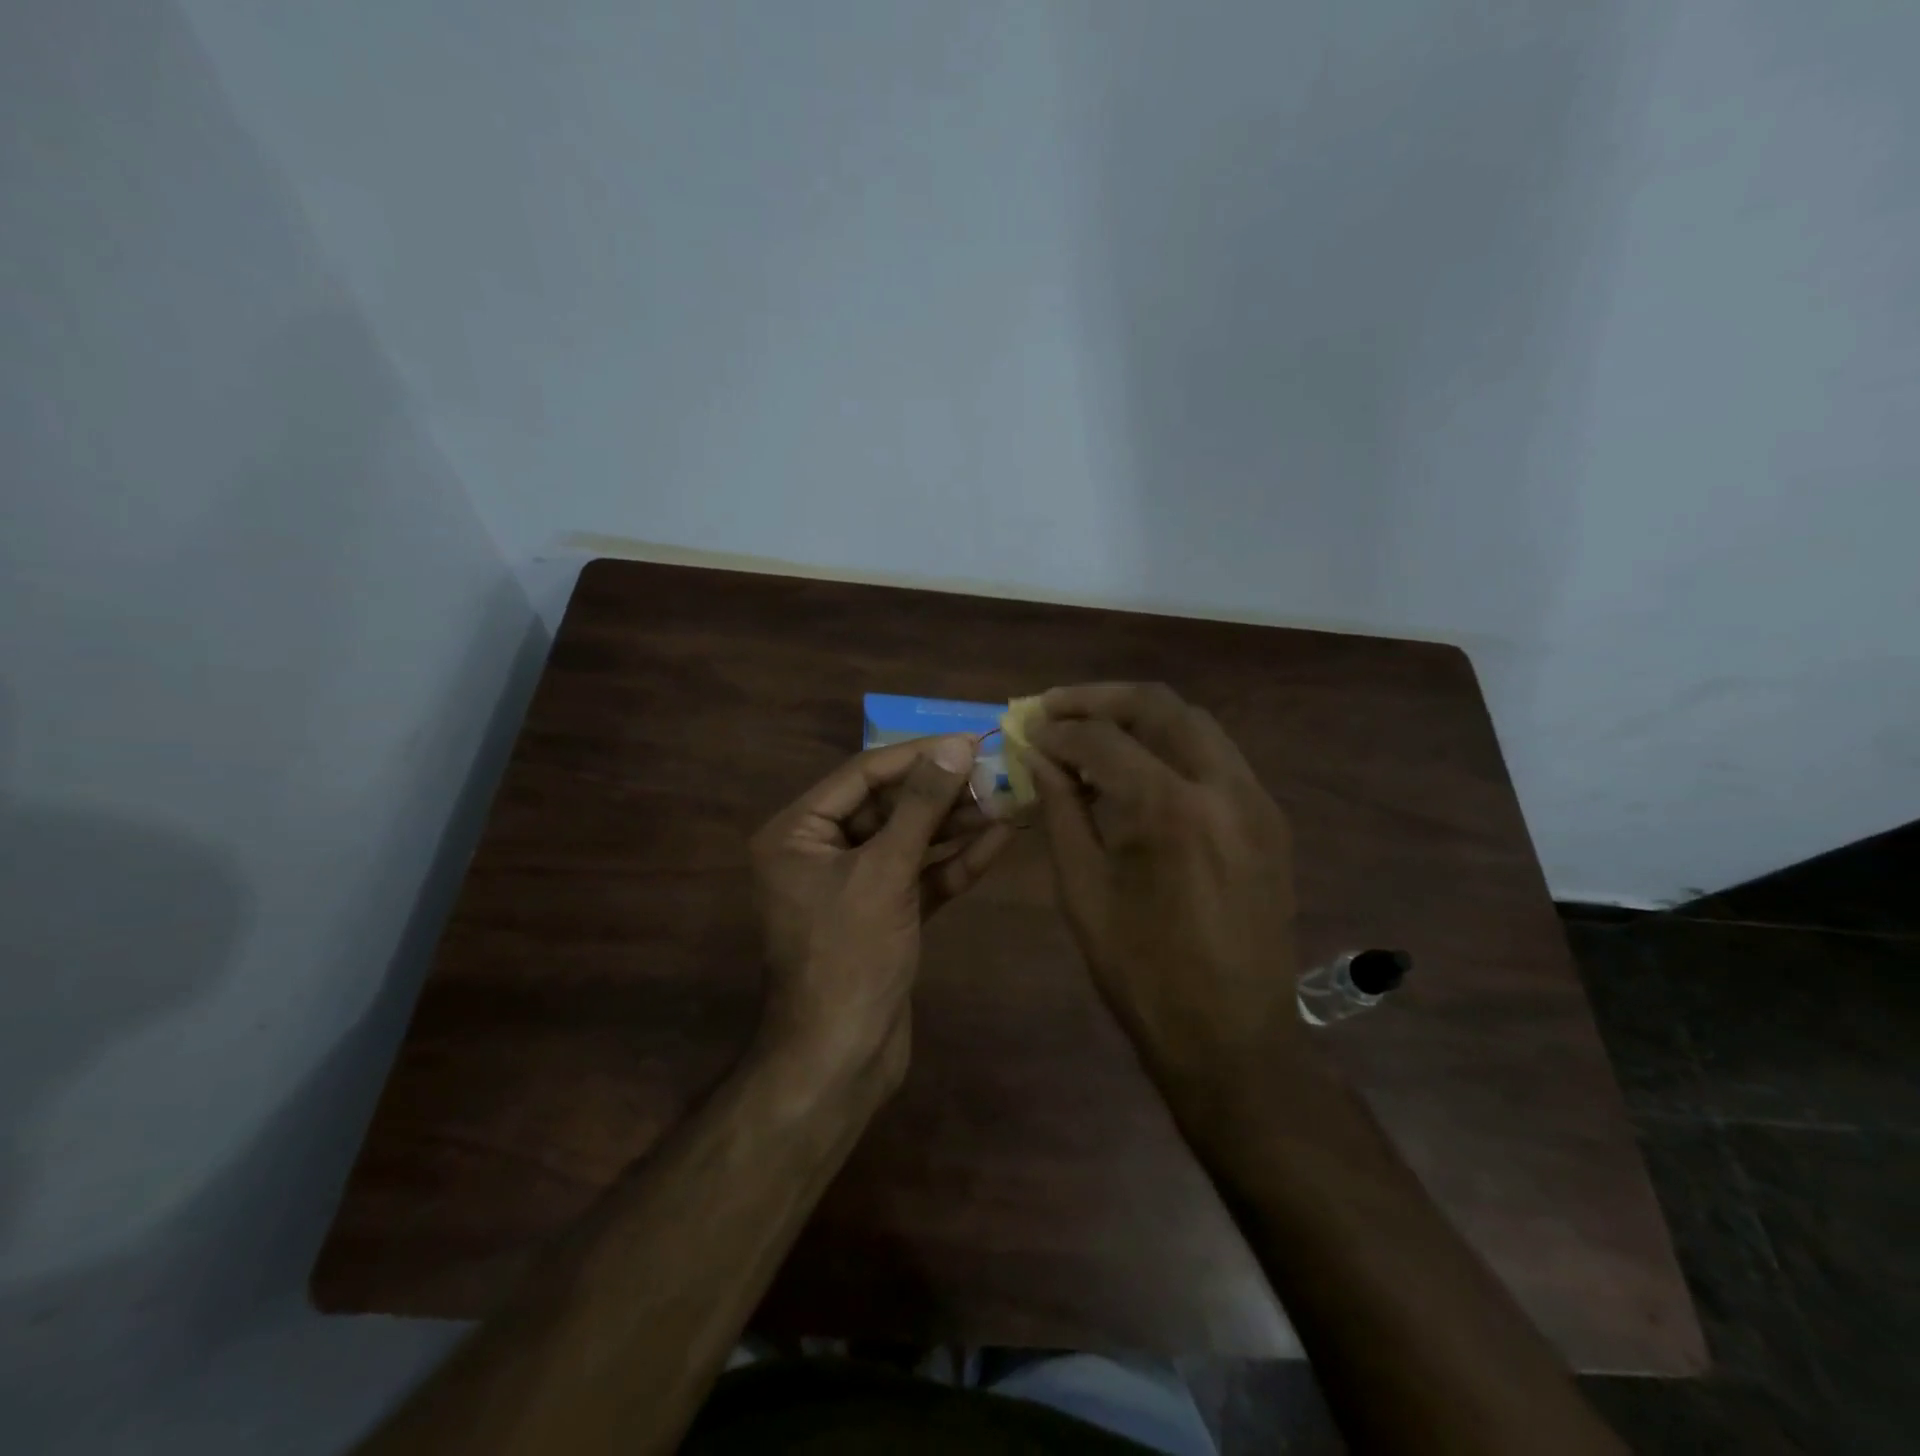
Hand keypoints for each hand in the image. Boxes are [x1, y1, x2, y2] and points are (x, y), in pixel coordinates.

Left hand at [750, 736, 1013, 1087]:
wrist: (841, 1061)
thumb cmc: (849, 957)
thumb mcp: (885, 872)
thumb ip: (921, 807)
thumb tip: (955, 746)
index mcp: (797, 832)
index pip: (864, 774)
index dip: (919, 755)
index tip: (971, 739)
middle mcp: (820, 851)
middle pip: (889, 806)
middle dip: (943, 791)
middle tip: (997, 770)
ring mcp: (854, 885)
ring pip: (910, 840)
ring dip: (957, 823)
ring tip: (1007, 797)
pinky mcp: (885, 914)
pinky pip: (921, 876)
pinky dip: (956, 861)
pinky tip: (1000, 838)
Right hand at [1026, 683, 1302, 1087]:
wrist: (1233, 1038)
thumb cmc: (1143, 974)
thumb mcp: (1084, 891)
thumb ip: (1061, 810)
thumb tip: (1038, 756)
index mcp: (1171, 810)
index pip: (1103, 739)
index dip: (1057, 730)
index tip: (1025, 729)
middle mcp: (1224, 786)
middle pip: (1159, 705)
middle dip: (1099, 699)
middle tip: (1054, 709)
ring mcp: (1256, 800)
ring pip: (1194, 722)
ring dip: (1139, 716)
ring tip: (1091, 731)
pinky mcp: (1269, 818)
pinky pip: (1216, 756)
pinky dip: (1171, 746)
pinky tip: (1139, 767)